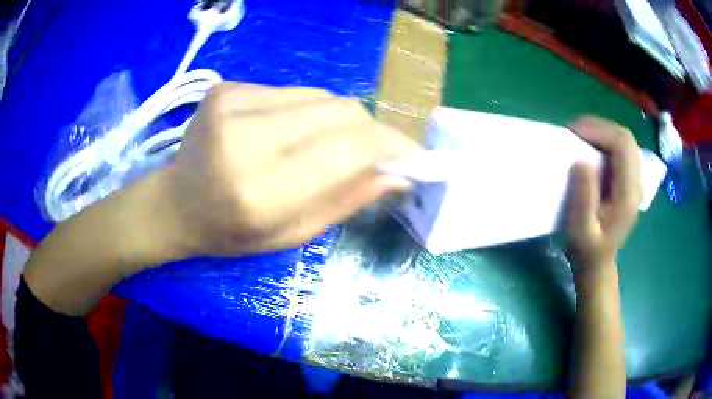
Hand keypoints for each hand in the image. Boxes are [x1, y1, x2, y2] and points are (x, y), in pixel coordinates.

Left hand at [160, 83, 417, 256]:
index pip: (349, 148)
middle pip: (341, 111)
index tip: (412, 156)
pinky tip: (288, 132)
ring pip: (321, 96)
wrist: (175, 203)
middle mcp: (243, 137)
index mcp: (259, 190)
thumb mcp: (290, 235)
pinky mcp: (227, 86)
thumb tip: (400, 175)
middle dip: (370, 131)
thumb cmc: (230, 232)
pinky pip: (293, 91)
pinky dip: (307, 111)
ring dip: (338, 121)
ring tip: (323, 146)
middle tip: (375, 153)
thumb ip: (347, 202)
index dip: (390, 146)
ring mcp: (232, 102)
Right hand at [566, 117, 642, 270]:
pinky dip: (605, 139)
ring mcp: (635, 180)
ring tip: (580, 134)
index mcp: (628, 195)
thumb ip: (584, 198)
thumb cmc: (587, 250)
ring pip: (625, 140)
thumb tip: (581, 160)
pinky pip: (621, 148)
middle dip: (599, 126)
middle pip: (626, 138)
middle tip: (574, 130)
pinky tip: (591, 145)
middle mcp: (637, 183)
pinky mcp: (629, 179)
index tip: (573, 132)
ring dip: (602, 130)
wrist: (598, 263)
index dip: (599, 131)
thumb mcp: (581, 232)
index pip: (622, 146)